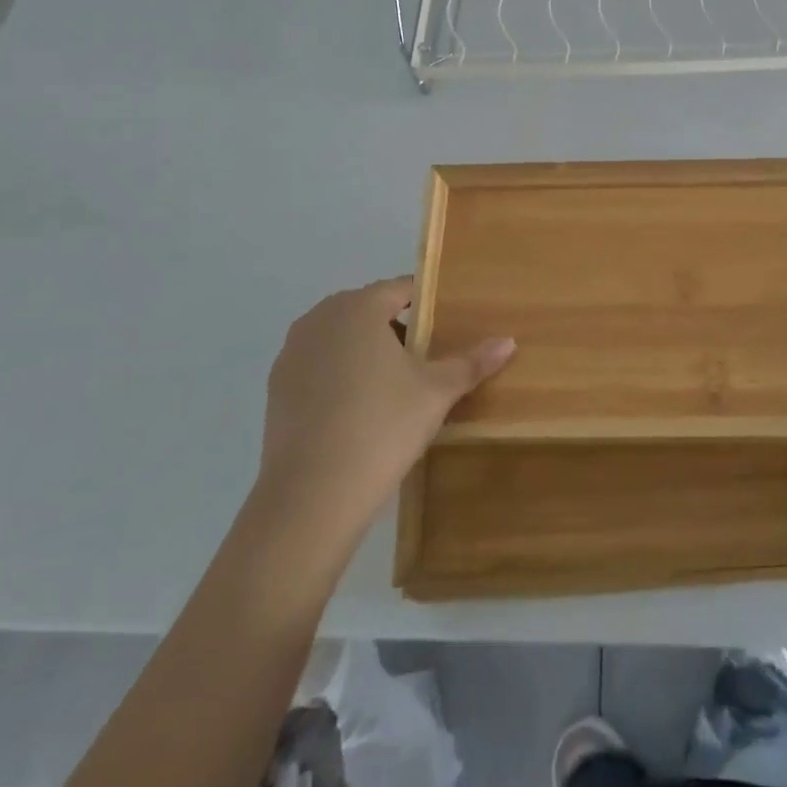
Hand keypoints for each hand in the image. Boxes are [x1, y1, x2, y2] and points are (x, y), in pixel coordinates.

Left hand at [254, 277, 513, 542]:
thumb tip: (509, 341)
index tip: (449, 327)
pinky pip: (319, 366)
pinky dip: (340, 376)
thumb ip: (471, 362)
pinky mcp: (276, 388)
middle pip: (369, 311)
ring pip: (341, 339)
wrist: (312, 496)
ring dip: (367, 352)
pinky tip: (359, 411)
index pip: (401, 290)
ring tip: (396, 388)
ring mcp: (292, 353)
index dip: (429, 305)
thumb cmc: (382, 427)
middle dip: (399, 330)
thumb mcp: (436, 392)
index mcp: (358, 307)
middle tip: (428, 361)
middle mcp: (320, 318)